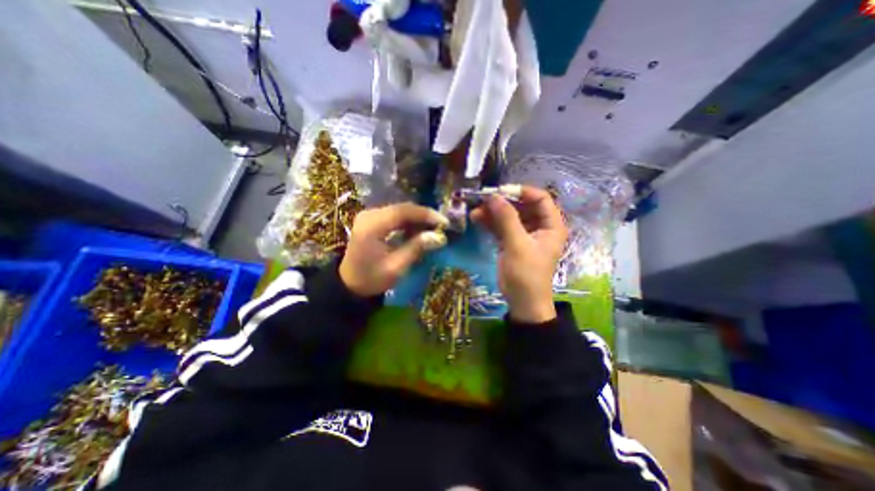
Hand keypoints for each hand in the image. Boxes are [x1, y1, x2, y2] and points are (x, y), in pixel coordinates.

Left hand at [337, 202, 447, 293]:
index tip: (444, 222)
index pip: (403, 212)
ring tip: (433, 230)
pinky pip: (395, 216)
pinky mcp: (372, 220)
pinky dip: (409, 222)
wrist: (349, 284)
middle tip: (442, 226)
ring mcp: (370, 216)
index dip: (426, 215)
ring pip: (400, 211)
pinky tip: (418, 231)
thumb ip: (416, 248)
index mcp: (372, 226)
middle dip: (424, 216)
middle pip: (402, 208)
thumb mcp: (396, 267)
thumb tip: (439, 237)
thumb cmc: (371, 279)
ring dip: (418, 219)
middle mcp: (369, 215)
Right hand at [473, 186, 567, 323]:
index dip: (522, 192)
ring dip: (492, 212)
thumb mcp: (517, 245)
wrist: (522, 302)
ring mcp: (524, 234)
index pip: (540, 198)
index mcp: (551, 225)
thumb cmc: (526, 274)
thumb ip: (506, 219)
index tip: (501, 191)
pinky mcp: (511, 241)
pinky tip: (476, 219)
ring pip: (509, 216)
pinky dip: (489, 223)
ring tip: (475, 211)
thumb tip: (493, 196)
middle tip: (483, 200)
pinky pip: (501, 227)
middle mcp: (539, 226)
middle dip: (502, 202)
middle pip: (521, 206)